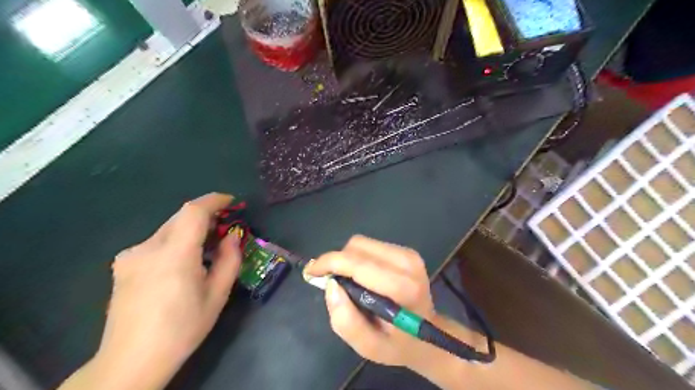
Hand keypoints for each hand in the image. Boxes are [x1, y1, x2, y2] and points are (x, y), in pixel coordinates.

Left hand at [93, 193, 242, 388]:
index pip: (193, 211)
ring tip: (205, 250)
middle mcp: (147, 248)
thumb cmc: (182, 328)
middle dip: (205, 217)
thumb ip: (230, 260)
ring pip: (168, 230)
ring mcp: (130, 256)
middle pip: (180, 218)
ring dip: (190, 231)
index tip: (231, 202)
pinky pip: (155, 242)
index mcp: (174, 255)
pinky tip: (181, 264)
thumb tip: (232, 237)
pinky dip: (174, 242)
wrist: (131, 361)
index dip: (214, 200)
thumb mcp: (217, 295)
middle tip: (223, 230)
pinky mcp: (122, 265)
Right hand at [307, 235, 435, 367]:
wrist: (427, 333)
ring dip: (347, 259)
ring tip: (347, 282)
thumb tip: (331, 285)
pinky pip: (370, 245)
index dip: (330, 263)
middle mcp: (407, 263)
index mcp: (403, 288)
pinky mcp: (406, 251)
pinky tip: (361, 277)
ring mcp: (408, 254)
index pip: (358, 264)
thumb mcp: (368, 346)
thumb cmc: (397, 343)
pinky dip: (357, 258)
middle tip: (330, 282)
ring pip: (362, 243)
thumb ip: (346, 321)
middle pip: (357, 247)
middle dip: (337, 261)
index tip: (311, 271)